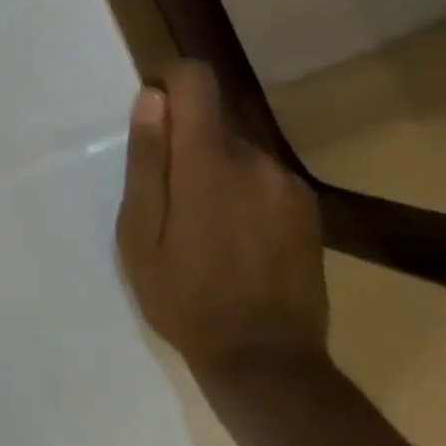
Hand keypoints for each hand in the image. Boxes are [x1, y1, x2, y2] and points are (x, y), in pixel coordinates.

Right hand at [117, 63, 329, 387]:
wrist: (269, 366)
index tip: (152, 108)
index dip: (170, 79)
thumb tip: (152, 99)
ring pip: (237, 148)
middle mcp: (256, 159)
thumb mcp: (140, 234)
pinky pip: (261, 175)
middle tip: (168, 196)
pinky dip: (241, 188)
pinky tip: (234, 237)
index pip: (198, 80)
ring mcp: (287, 184)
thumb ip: (147, 161)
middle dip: (185, 139)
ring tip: (201, 225)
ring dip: (213, 167)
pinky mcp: (306, 208)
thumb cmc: (186, 299)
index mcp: (209, 162)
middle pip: (214, 117)